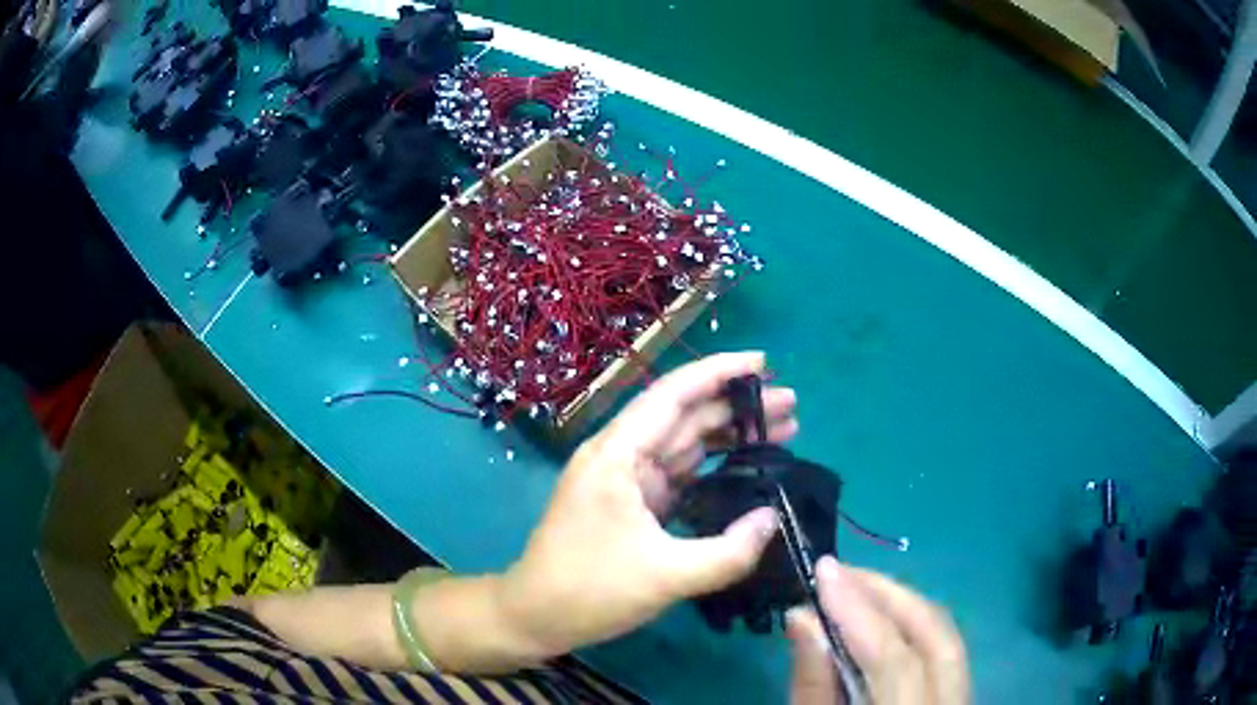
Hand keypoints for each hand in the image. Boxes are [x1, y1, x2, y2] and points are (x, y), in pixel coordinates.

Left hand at [499, 352, 799, 656]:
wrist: (535, 617)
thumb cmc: (589, 591)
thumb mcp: (664, 577)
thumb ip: (727, 551)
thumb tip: (772, 519)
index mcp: (618, 456)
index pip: (673, 396)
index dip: (719, 372)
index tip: (764, 362)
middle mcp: (621, 457)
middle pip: (686, 416)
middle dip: (738, 405)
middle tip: (792, 403)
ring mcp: (627, 481)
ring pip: (685, 444)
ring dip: (730, 435)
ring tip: (784, 430)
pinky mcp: (633, 505)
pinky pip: (680, 475)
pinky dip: (714, 468)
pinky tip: (746, 469)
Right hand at [787, 558, 969, 704]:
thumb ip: (812, 686)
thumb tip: (803, 618)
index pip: (897, 662)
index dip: (861, 612)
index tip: (824, 571)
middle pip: (939, 639)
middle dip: (891, 595)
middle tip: (841, 573)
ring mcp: (964, 703)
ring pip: (947, 640)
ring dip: (903, 606)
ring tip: (856, 588)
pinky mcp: (960, 698)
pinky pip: (944, 652)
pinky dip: (913, 628)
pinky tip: (882, 620)